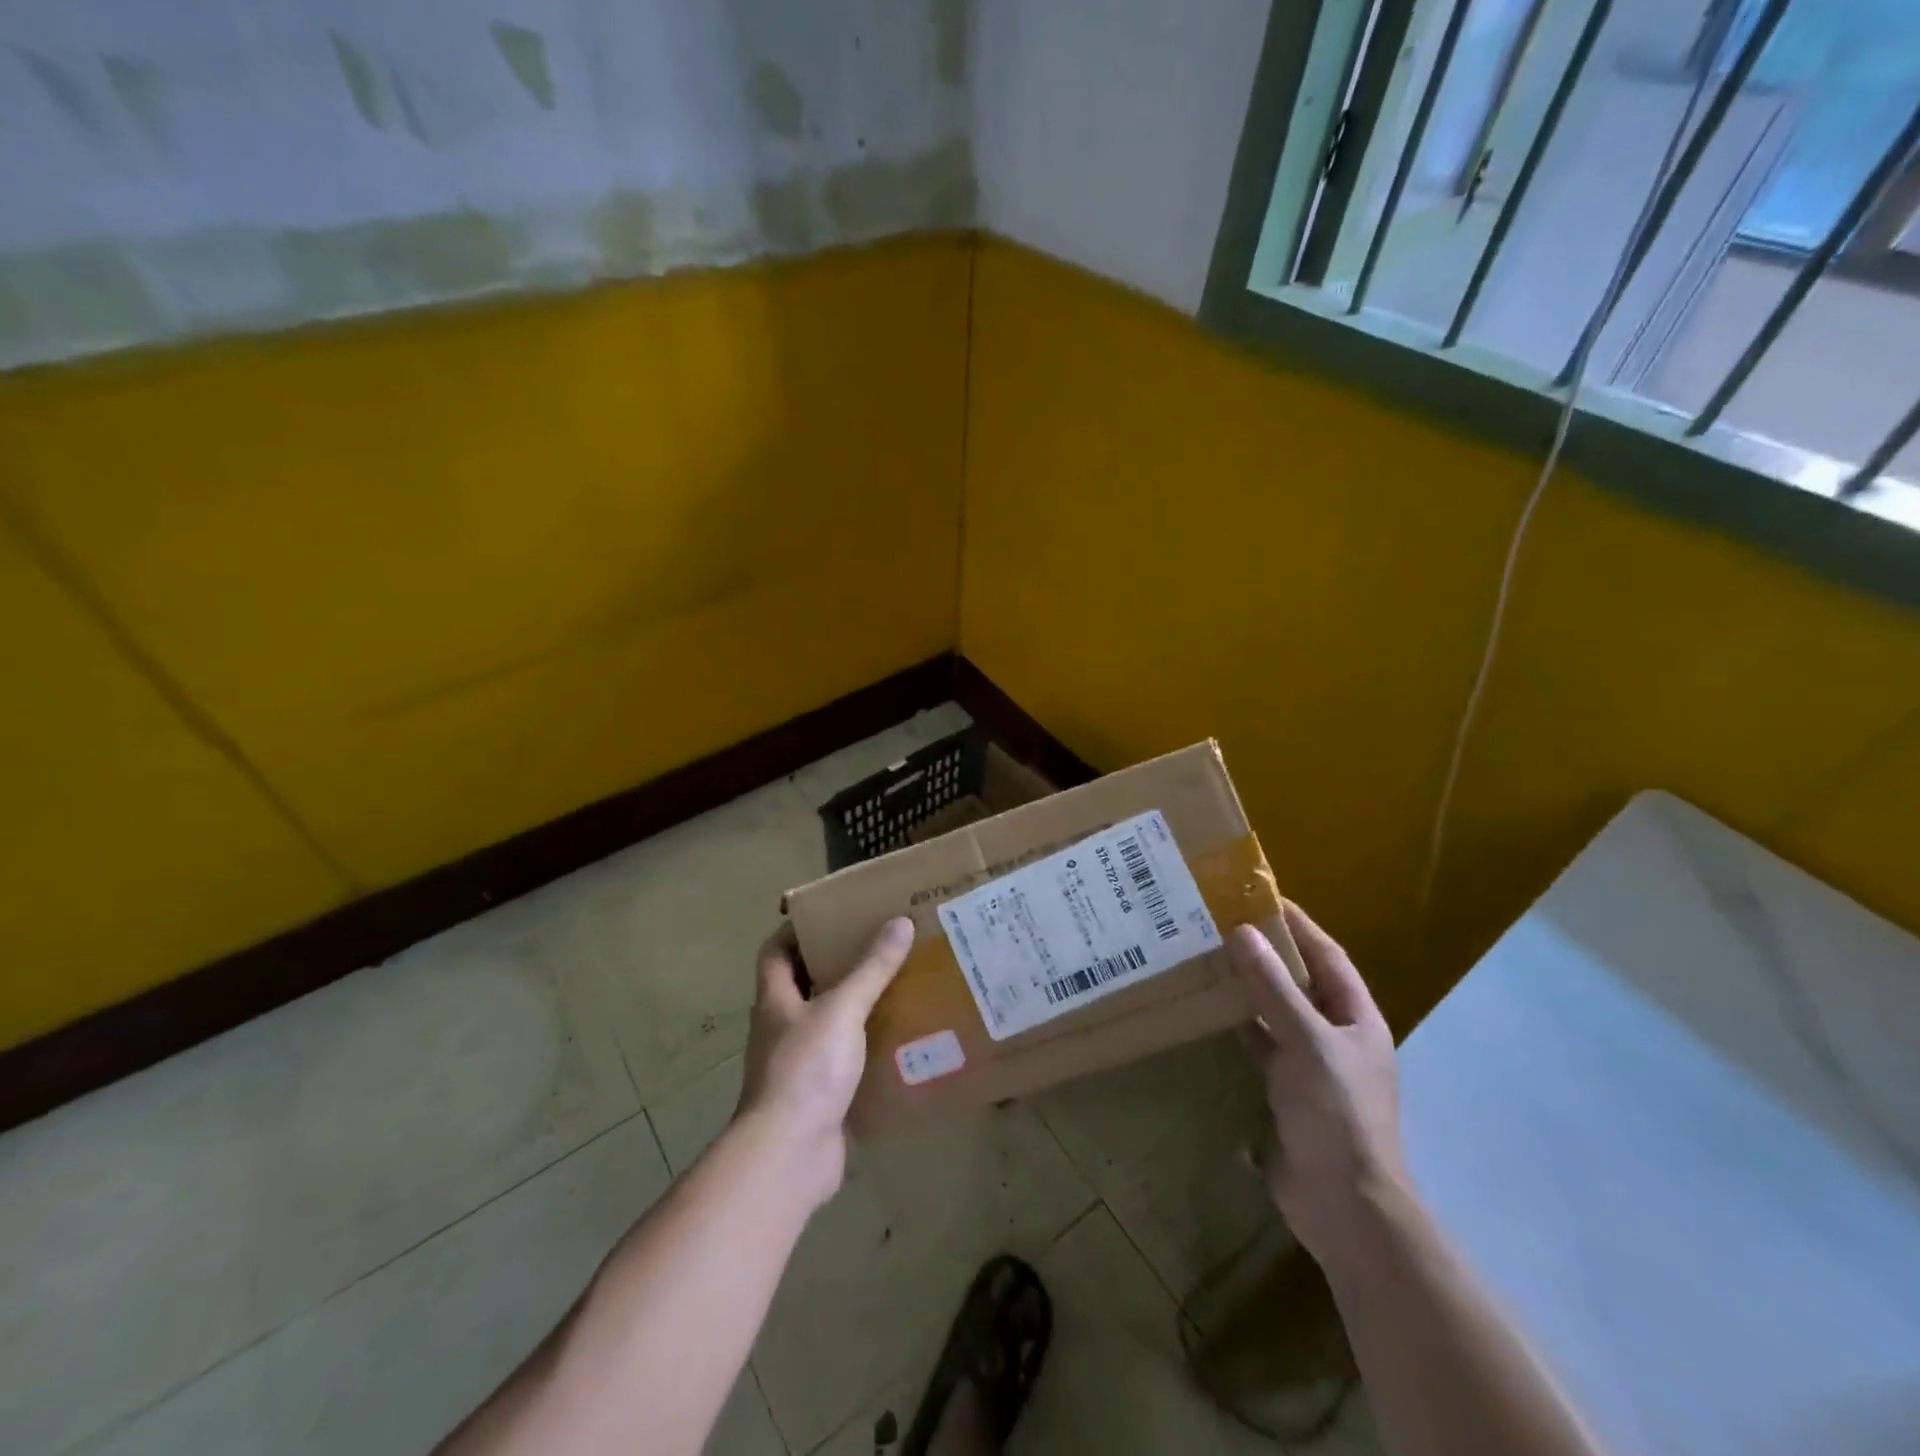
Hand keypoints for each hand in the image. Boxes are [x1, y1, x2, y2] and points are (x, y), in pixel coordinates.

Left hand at [735, 917, 914, 1208]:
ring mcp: (798, 1063)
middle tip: (880, 945)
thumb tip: (899, 922)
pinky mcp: (819, 1095)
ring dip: (857, 1006)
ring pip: (828, 1022)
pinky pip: (845, 1060)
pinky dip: (868, 1048)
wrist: (789, 1155)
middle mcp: (782, 1027)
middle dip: (837, 964)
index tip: (833, 914)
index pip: (775, 951)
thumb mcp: (842, 1009)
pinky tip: (900, 1040)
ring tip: (898, 985)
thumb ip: (871, 968)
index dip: (797, 929)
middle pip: (804, 984)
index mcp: (776, 1000)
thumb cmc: (806, 1069)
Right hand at [1229, 904, 1410, 1271]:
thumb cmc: (1337, 1114)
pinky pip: (1259, 1045)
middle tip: (1219, 924)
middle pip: (1299, 981)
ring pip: (1275, 1012)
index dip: (1297, 924)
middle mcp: (1335, 1036)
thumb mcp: (1307, 1042)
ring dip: (1248, 989)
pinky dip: (1237, 1026)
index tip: (1259, 896)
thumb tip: (1241, 932)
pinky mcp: (1285, 1091)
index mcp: (1356, 1018)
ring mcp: (1310, 1065)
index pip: (1327, 955)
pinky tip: (1207, 1012)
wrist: (1344, 1206)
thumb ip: (1273, 988)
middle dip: (1265, 953)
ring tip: (1206, 958)